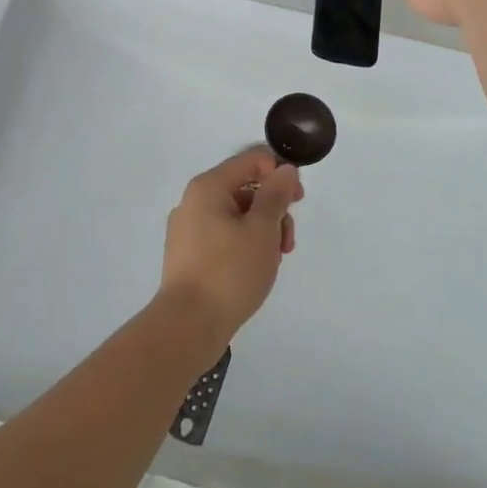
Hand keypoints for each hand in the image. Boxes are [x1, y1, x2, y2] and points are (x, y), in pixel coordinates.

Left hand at [160, 147, 302, 342]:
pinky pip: (224, 237)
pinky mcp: (188, 256)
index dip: (279, 173)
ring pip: (236, 216)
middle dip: (273, 210)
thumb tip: (284, 170)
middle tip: (287, 241)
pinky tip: (255, 271)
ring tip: (273, 262)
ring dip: (262, 231)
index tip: (298, 200)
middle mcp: (194, 201)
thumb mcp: (262, 229)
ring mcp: (188, 230)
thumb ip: (276, 195)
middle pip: (244, 189)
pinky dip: (244, 246)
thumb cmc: (229, 271)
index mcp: (208, 186)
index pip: (251, 161)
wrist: (188, 326)